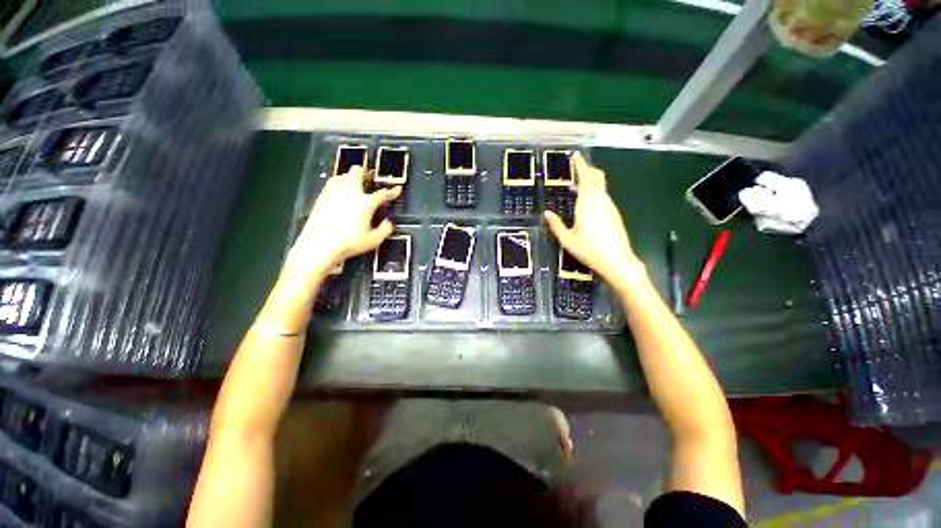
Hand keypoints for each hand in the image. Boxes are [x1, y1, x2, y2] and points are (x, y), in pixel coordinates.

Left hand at [284, 166, 399, 280]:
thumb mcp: (373, 240)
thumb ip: (385, 229)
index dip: (392, 191)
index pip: (382, 194)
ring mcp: (334, 191)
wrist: (319, 245)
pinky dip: (340, 184)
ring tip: (355, 186)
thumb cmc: (349, 243)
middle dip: (366, 173)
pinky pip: (333, 183)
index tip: (398, 189)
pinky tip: (341, 193)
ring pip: (344, 175)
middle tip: (370, 180)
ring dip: (352, 178)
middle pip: (358, 172)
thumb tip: (389, 222)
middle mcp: (350, 192)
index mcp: (366, 203)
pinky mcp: (322, 196)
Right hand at [544, 153, 641, 287]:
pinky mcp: (615, 214)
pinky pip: (604, 196)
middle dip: (587, 169)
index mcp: (587, 205)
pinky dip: (594, 192)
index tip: (575, 156)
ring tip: (576, 187)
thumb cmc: (590, 250)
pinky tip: (587, 203)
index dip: (581, 165)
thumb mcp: (567, 240)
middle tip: (576, 168)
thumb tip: (546, 213)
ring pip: (601, 186)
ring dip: (590, 182)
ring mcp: (610, 207)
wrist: (618, 261)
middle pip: (597, 177)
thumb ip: (556, 225)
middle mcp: (601, 201)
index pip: (586, 178)